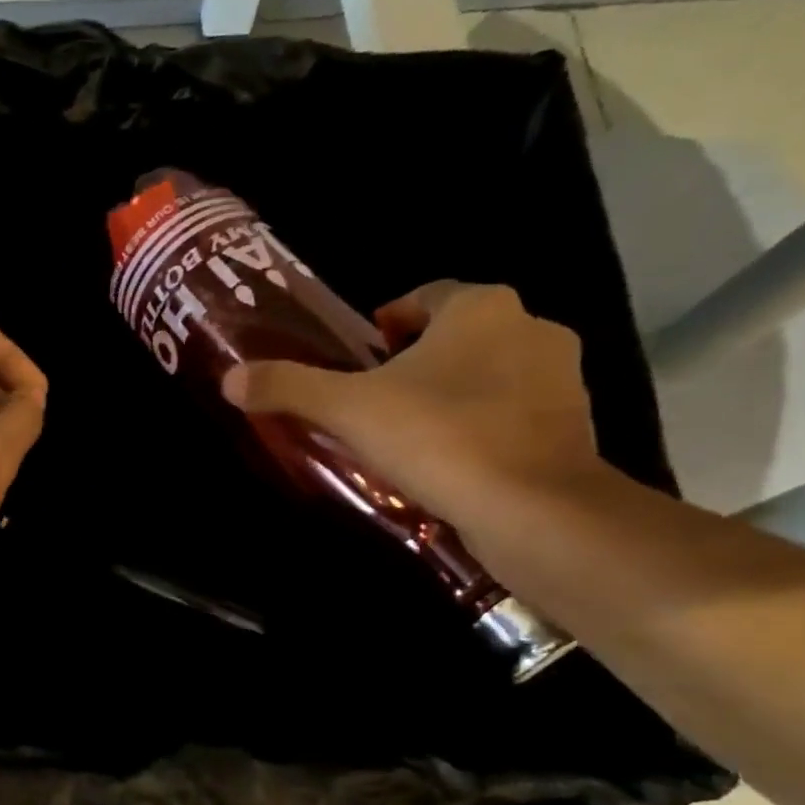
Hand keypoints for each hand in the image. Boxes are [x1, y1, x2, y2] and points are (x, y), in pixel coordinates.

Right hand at [221, 281, 606, 529]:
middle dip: (416, 361)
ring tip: (407, 435)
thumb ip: (288, 388)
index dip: (386, 324)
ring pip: (489, 374)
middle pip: (457, 335)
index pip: (424, 297)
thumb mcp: (346, 410)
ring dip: (451, 394)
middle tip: (373, 401)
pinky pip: (512, 413)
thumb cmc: (437, 437)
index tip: (360, 359)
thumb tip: (230, 379)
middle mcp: (530, 328)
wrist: (533, 508)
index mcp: (479, 307)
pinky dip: (482, 427)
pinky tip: (449, 463)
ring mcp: (562, 377)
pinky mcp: (574, 425)